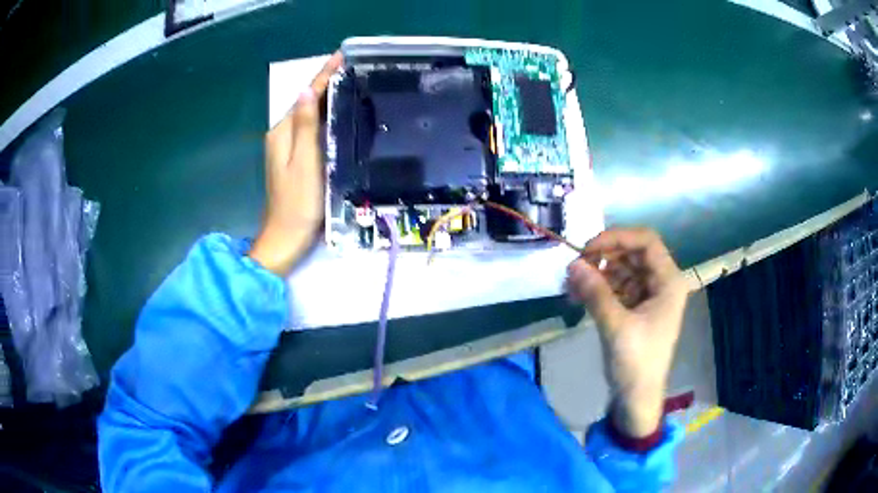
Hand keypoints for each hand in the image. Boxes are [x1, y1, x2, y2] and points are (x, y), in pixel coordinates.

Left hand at [249, 52, 342, 275]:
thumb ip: (305, 126)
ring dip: (327, 99)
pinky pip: (310, 129)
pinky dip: (325, 117)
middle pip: (306, 102)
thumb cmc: (298, 203)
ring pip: (309, 115)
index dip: (324, 75)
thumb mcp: (304, 162)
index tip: (343, 56)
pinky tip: (340, 115)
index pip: (306, 95)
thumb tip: (307, 91)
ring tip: (352, 84)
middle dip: (327, 83)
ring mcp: (286, 147)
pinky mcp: (294, 159)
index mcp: (283, 132)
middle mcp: (281, 135)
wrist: (286, 238)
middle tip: (356, 69)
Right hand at [567, 228, 687, 437]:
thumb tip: (572, 263)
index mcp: (668, 281)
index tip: (588, 249)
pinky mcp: (636, 308)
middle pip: (632, 253)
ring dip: (597, 273)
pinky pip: (616, 287)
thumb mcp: (616, 326)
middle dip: (603, 256)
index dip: (617, 238)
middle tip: (576, 267)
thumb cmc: (637, 363)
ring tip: (572, 285)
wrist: (638, 398)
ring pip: (622, 269)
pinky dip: (598, 288)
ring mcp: (649, 295)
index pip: (646, 241)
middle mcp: (661, 282)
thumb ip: (595, 292)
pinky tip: (578, 296)